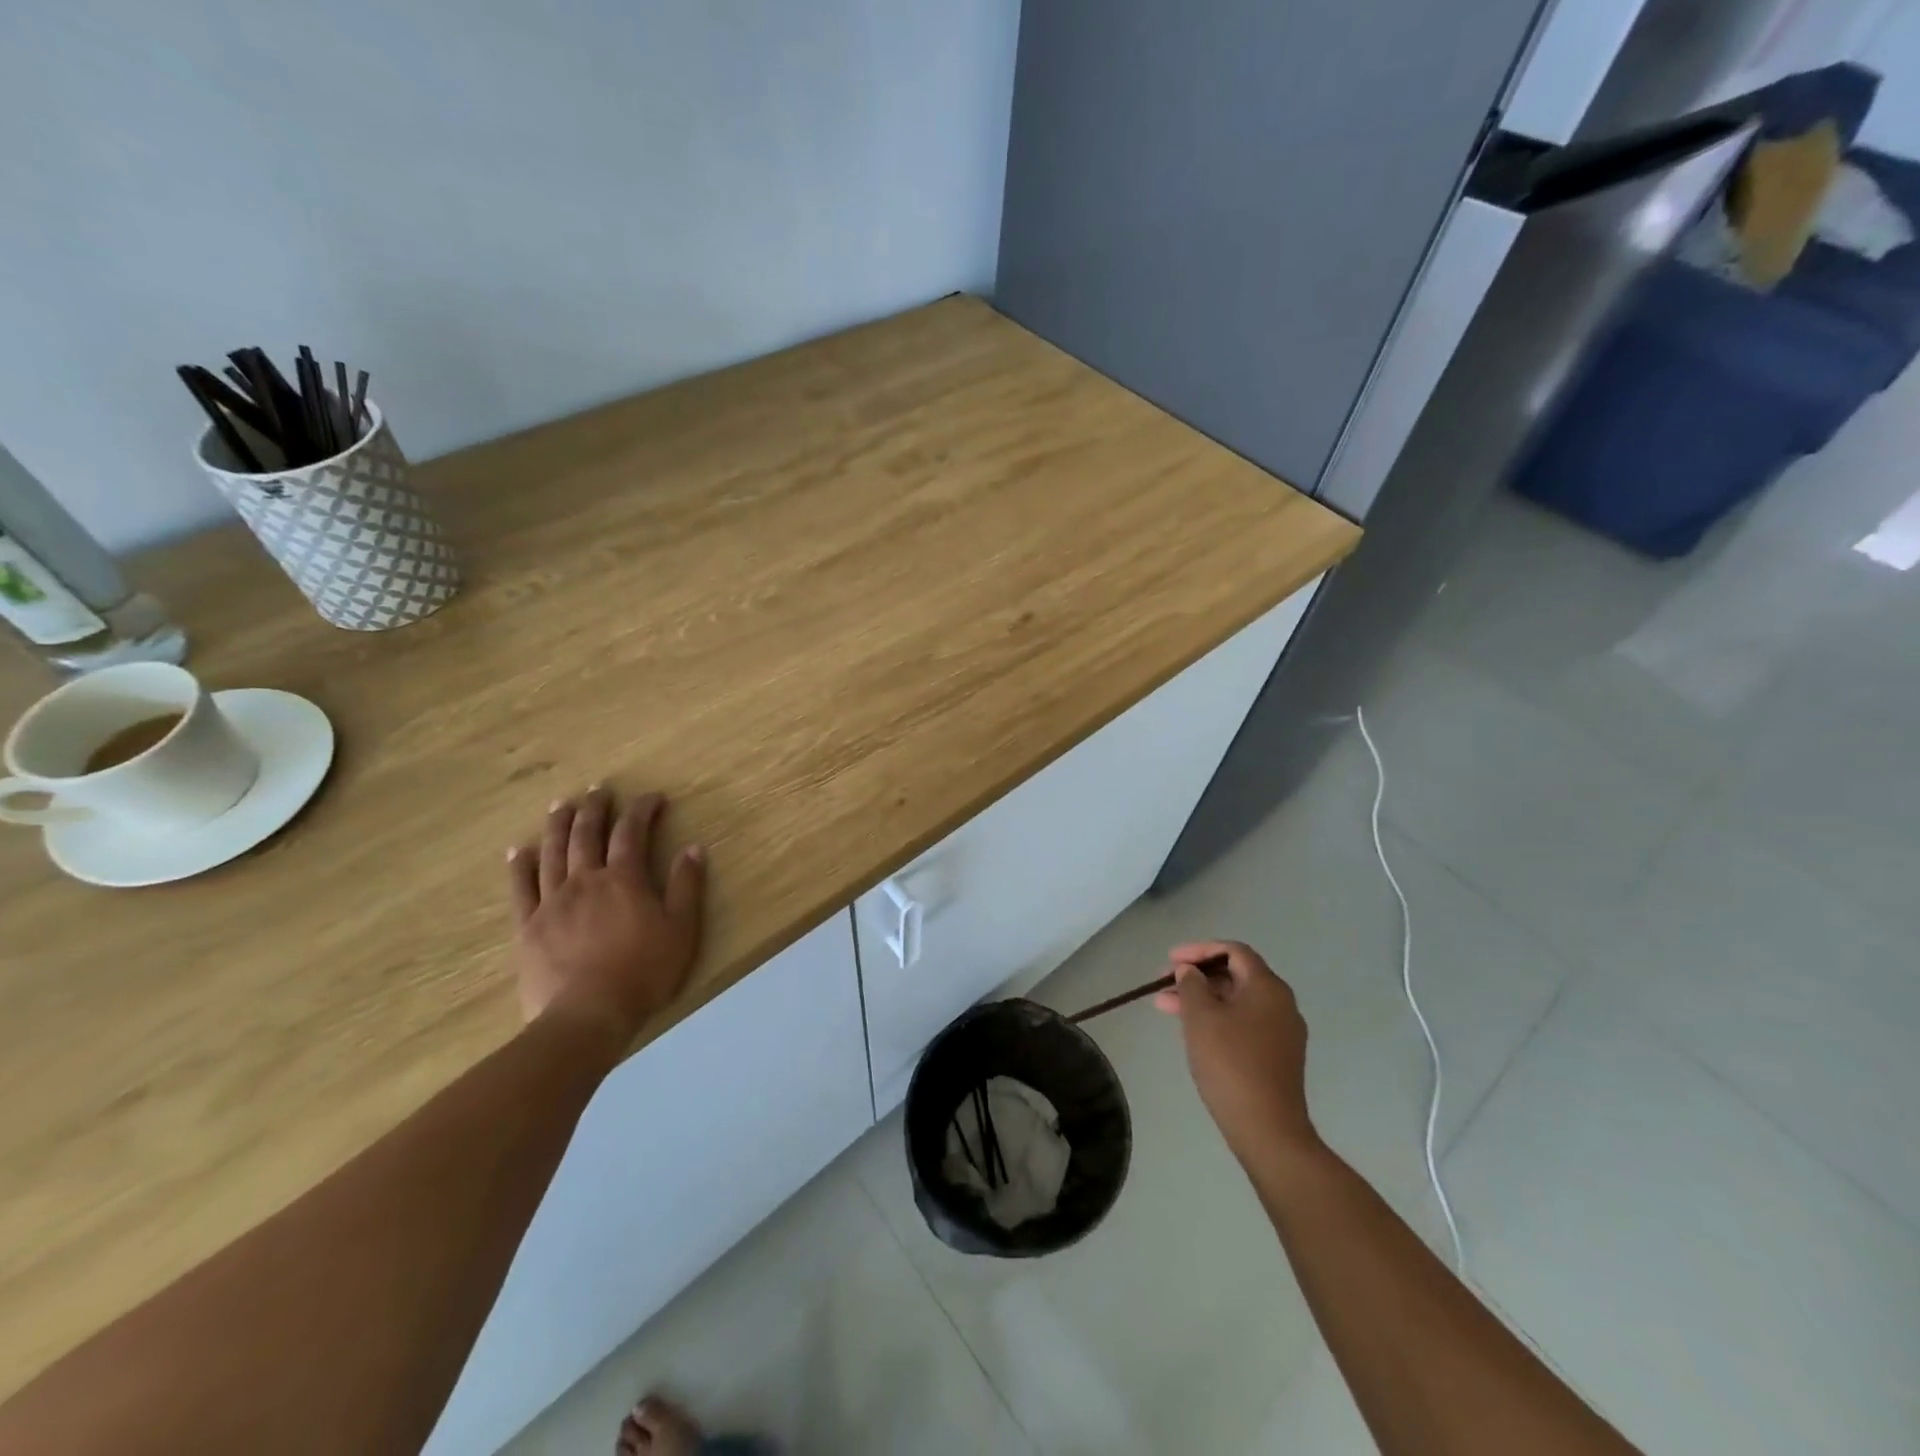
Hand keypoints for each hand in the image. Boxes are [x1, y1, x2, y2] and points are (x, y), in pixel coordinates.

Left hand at [507, 788, 705, 1044]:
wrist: (587, 1016)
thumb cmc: (643, 973)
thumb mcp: (681, 930)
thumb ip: (687, 886)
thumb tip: (693, 848)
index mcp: (624, 879)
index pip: (632, 832)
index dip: (642, 810)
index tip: (653, 797)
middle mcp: (585, 880)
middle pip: (586, 834)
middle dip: (595, 808)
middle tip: (598, 790)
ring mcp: (552, 902)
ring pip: (552, 853)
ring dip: (558, 825)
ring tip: (561, 804)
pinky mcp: (528, 926)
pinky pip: (521, 888)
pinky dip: (519, 865)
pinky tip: (518, 850)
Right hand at [1154, 940, 1319, 1167]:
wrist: (1268, 1130)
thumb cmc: (1231, 1064)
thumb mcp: (1201, 1017)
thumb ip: (1191, 985)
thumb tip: (1190, 971)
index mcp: (1268, 987)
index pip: (1233, 951)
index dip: (1199, 950)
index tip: (1170, 960)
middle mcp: (1281, 1004)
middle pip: (1235, 975)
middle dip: (1197, 976)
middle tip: (1164, 984)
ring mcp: (1282, 1032)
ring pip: (1236, 1002)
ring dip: (1202, 999)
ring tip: (1165, 1008)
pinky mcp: (1277, 1056)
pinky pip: (1244, 1023)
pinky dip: (1217, 1019)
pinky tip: (1192, 1031)